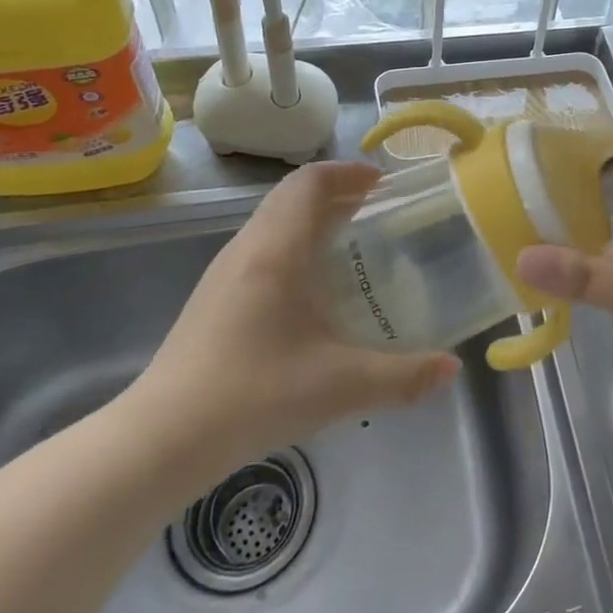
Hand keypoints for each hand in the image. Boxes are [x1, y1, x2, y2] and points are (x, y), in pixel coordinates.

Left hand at [122, 162, 459, 485]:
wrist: (161, 440)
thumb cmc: (254, 395)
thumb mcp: (340, 386)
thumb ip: (403, 377)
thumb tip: (451, 369)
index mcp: (276, 249)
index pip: (309, 182)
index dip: (348, 172)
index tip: (383, 183)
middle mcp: (247, 248)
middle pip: (292, 196)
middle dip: (337, 193)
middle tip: (378, 211)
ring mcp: (224, 272)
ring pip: (274, 221)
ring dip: (313, 218)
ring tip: (352, 245)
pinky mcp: (214, 297)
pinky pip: (262, 247)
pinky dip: (294, 244)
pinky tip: (313, 289)